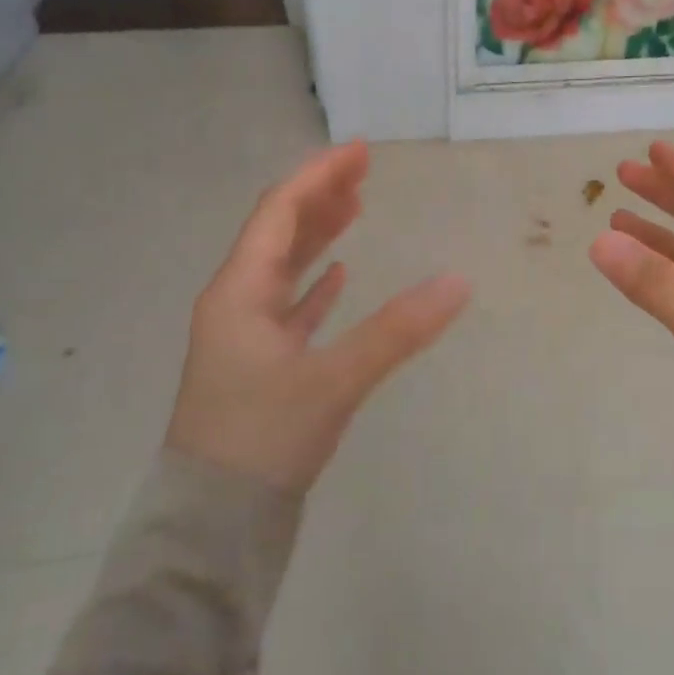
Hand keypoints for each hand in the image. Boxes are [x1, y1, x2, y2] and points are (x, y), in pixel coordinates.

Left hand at [167, 141, 470, 490]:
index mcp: (239, 292)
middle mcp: (236, 303)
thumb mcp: (334, 381)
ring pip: (284, 267)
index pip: (279, 213)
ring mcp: (245, 335)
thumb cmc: (264, 439)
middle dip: (321, 197)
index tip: (360, 151)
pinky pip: (290, 305)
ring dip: (318, 234)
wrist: (214, 523)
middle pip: (279, 232)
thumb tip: (459, 282)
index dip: (319, 177)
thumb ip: (398, 331)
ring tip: (356, 207)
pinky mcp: (260, 365)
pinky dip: (316, 284)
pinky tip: (340, 274)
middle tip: (364, 171)